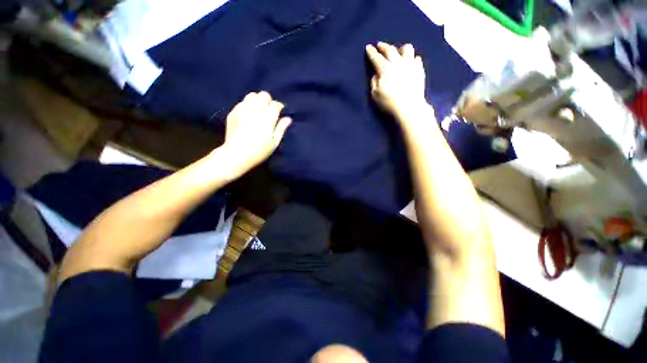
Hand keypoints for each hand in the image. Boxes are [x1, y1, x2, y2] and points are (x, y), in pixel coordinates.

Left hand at [219, 91, 291, 175]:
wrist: (237, 154)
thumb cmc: (260, 151)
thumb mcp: (274, 142)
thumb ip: (281, 128)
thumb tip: (288, 119)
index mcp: (268, 118)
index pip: (276, 104)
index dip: (279, 106)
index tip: (280, 111)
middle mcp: (255, 110)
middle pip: (264, 95)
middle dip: (268, 101)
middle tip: (269, 110)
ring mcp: (243, 110)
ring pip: (252, 95)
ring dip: (258, 100)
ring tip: (259, 109)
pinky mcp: (233, 112)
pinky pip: (242, 102)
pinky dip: (247, 105)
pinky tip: (249, 113)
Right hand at [366, 42, 429, 119]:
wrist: (409, 107)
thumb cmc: (389, 102)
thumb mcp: (375, 95)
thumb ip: (374, 82)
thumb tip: (376, 74)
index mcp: (385, 69)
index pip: (376, 58)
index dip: (371, 52)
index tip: (368, 47)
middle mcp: (398, 63)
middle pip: (390, 50)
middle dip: (383, 46)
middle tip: (379, 45)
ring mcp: (410, 64)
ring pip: (407, 49)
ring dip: (400, 49)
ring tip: (398, 52)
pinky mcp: (419, 69)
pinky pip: (416, 58)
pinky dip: (412, 58)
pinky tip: (410, 62)